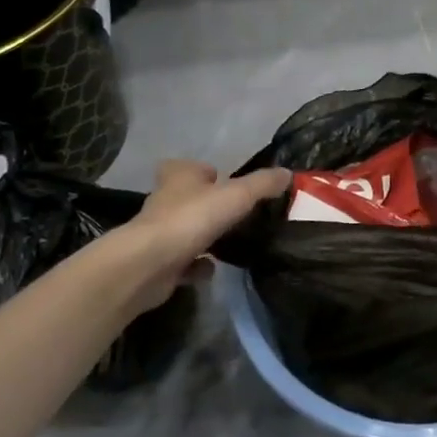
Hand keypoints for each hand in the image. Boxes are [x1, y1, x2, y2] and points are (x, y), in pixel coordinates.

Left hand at [103, 160, 291, 312]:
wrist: (149, 265)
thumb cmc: (192, 219)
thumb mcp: (236, 195)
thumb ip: (262, 184)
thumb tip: (288, 173)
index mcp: (179, 177)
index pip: (186, 166)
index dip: (203, 172)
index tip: (223, 181)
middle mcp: (164, 201)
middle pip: (186, 198)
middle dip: (207, 205)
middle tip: (235, 214)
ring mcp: (159, 234)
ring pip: (185, 230)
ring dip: (203, 235)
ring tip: (231, 242)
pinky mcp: (159, 264)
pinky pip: (183, 262)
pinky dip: (197, 265)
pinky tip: (213, 269)